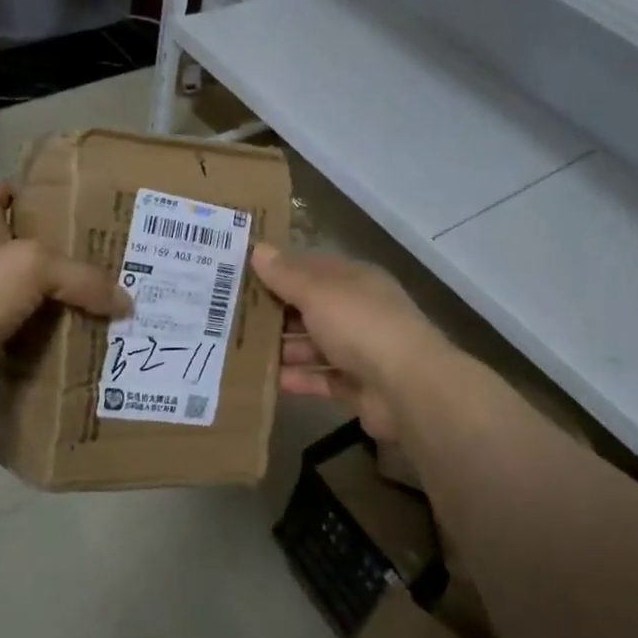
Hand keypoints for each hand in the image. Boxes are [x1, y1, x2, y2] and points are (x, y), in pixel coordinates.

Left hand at [0, 183, 128, 410]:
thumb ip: (83, 279)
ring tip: (92, 315)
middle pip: (16, 257)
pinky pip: (10, 352)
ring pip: (18, 306)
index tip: (43, 191)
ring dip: (47, 312)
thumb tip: (125, 302)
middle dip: (52, 260)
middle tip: (97, 267)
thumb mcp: (35, 268)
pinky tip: (62, 360)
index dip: (13, 191)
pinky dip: (32, 357)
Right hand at [250, 245, 448, 440]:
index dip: (279, 269)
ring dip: (282, 348)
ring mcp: (360, 351)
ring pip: (313, 345)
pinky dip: (296, 379)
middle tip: (229, 316)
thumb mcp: (318, 292)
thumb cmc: (361, 325)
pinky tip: (264, 380)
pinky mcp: (357, 386)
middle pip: (310, 308)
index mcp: (355, 280)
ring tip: (238, 351)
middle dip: (275, 312)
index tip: (240, 275)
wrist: (408, 388)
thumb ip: (286, 275)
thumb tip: (258, 249)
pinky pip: (320, 378)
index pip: (312, 268)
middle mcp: (358, 311)